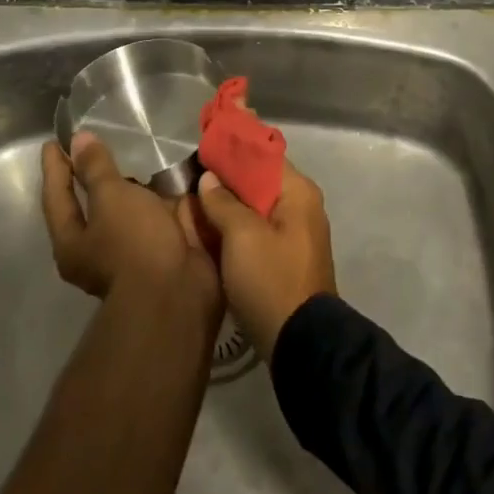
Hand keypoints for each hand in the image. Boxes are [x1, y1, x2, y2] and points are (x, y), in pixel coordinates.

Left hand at [40, 133, 220, 318]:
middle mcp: (97, 249)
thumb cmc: (134, 242)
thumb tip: (78, 140)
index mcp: (72, 242)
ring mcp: (131, 251)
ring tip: (140, 156)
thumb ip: (96, 168)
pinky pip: (156, 215)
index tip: (52, 142)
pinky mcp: (162, 249)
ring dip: (133, 187)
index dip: (55, 167)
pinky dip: (161, 197)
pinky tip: (170, 178)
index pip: (56, 196)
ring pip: (127, 210)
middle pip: (90, 206)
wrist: (177, 290)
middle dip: (94, 178)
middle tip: (98, 145)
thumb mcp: (111, 198)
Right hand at [196, 159, 335, 358]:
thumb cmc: (271, 279)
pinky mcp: (287, 258)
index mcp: (298, 192)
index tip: (203, 149)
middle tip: (191, 179)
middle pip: (260, 181)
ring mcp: (296, 234)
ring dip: (229, 206)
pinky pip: (259, 231)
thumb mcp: (242, 237)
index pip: (264, 155)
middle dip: (227, 180)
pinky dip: (236, 228)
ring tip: (194, 203)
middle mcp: (302, 206)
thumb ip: (224, 202)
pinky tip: (210, 232)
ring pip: (257, 208)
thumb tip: (209, 177)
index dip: (234, 151)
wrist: (301, 343)